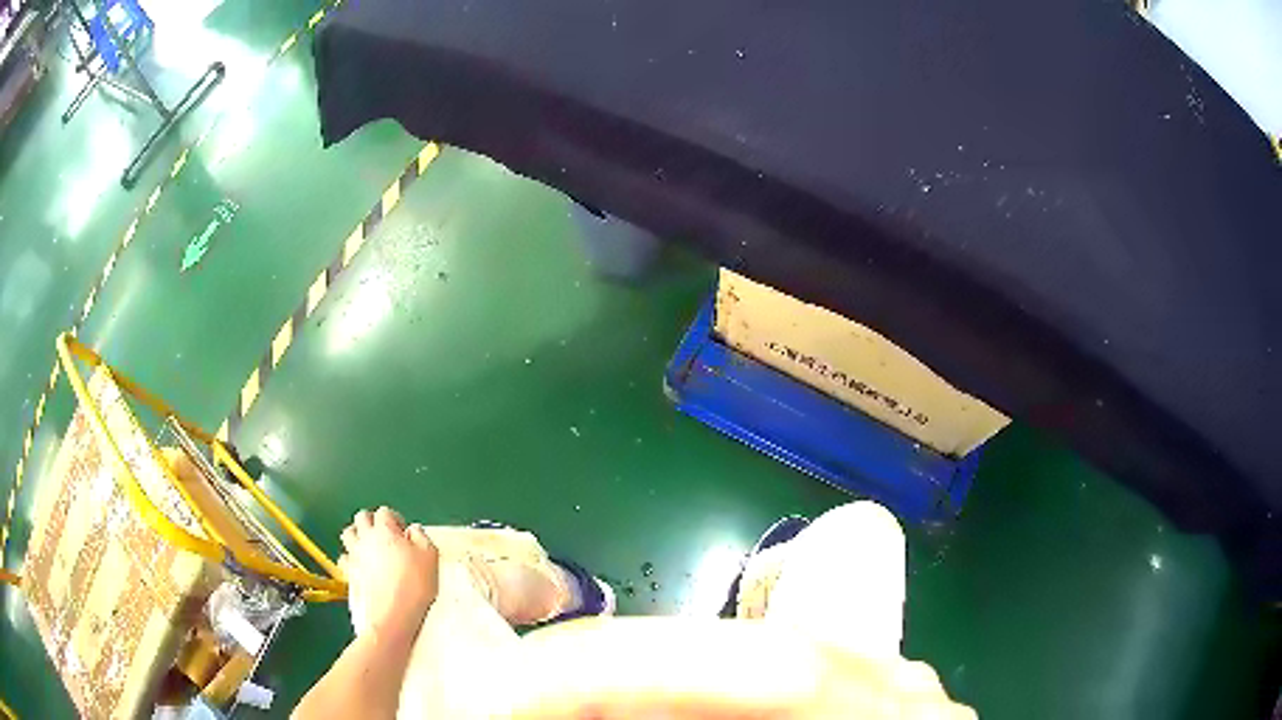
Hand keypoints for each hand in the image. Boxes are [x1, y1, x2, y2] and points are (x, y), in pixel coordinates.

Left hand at [339, 507, 439, 637]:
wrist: (393, 615)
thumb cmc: (413, 586)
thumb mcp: (430, 558)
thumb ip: (421, 538)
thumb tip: (414, 530)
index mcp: (385, 531)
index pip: (385, 512)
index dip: (395, 518)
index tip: (403, 531)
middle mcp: (366, 538)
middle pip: (361, 517)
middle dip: (372, 521)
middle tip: (384, 533)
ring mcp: (354, 555)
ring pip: (348, 534)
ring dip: (357, 535)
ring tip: (369, 545)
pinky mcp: (349, 573)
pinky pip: (344, 558)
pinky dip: (350, 558)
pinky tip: (361, 566)